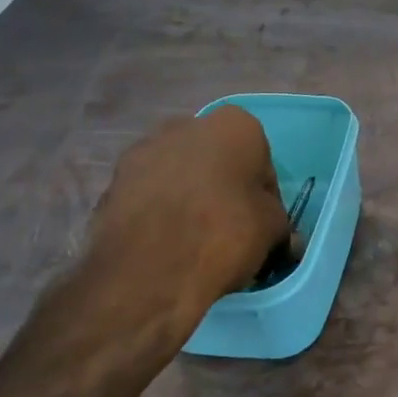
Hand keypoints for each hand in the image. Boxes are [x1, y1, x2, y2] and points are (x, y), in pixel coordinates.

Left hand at [75, 105, 289, 355]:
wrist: (149, 271)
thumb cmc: (225, 234)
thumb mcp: (273, 230)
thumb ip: (280, 225)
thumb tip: (286, 240)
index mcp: (235, 125)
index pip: (260, 161)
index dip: (264, 195)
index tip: (262, 224)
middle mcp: (186, 125)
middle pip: (216, 160)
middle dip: (222, 187)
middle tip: (230, 228)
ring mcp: (142, 151)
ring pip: (178, 174)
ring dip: (188, 197)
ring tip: (194, 240)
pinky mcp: (111, 183)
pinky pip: (148, 195)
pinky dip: (158, 213)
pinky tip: (166, 245)